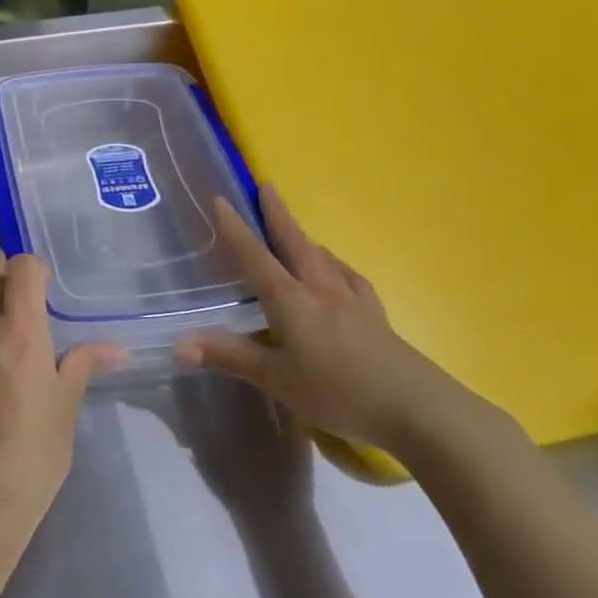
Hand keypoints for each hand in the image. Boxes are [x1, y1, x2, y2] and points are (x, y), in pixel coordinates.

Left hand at [0, 250, 126, 543]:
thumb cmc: (33, 452)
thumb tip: (115, 348)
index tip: (47, 282)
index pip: (21, 269)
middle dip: (4, 270)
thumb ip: (83, 366)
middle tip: (26, 285)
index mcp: (20, 331)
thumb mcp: (66, 407)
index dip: (34, 266)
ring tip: (12, 313)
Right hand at [173, 186, 476, 455]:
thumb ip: (229, 357)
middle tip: (266, 188)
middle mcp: (321, 290)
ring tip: (297, 234)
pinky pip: (351, 280)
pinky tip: (340, 275)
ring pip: (324, 258)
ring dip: (305, 239)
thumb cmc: (339, 391)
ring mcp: (353, 302)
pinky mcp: (377, 319)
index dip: (234, 228)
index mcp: (291, 299)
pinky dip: (337, 268)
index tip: (220, 199)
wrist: (419, 409)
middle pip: (295, 243)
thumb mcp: (276, 379)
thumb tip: (179, 344)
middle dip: (277, 214)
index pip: (255, 256)